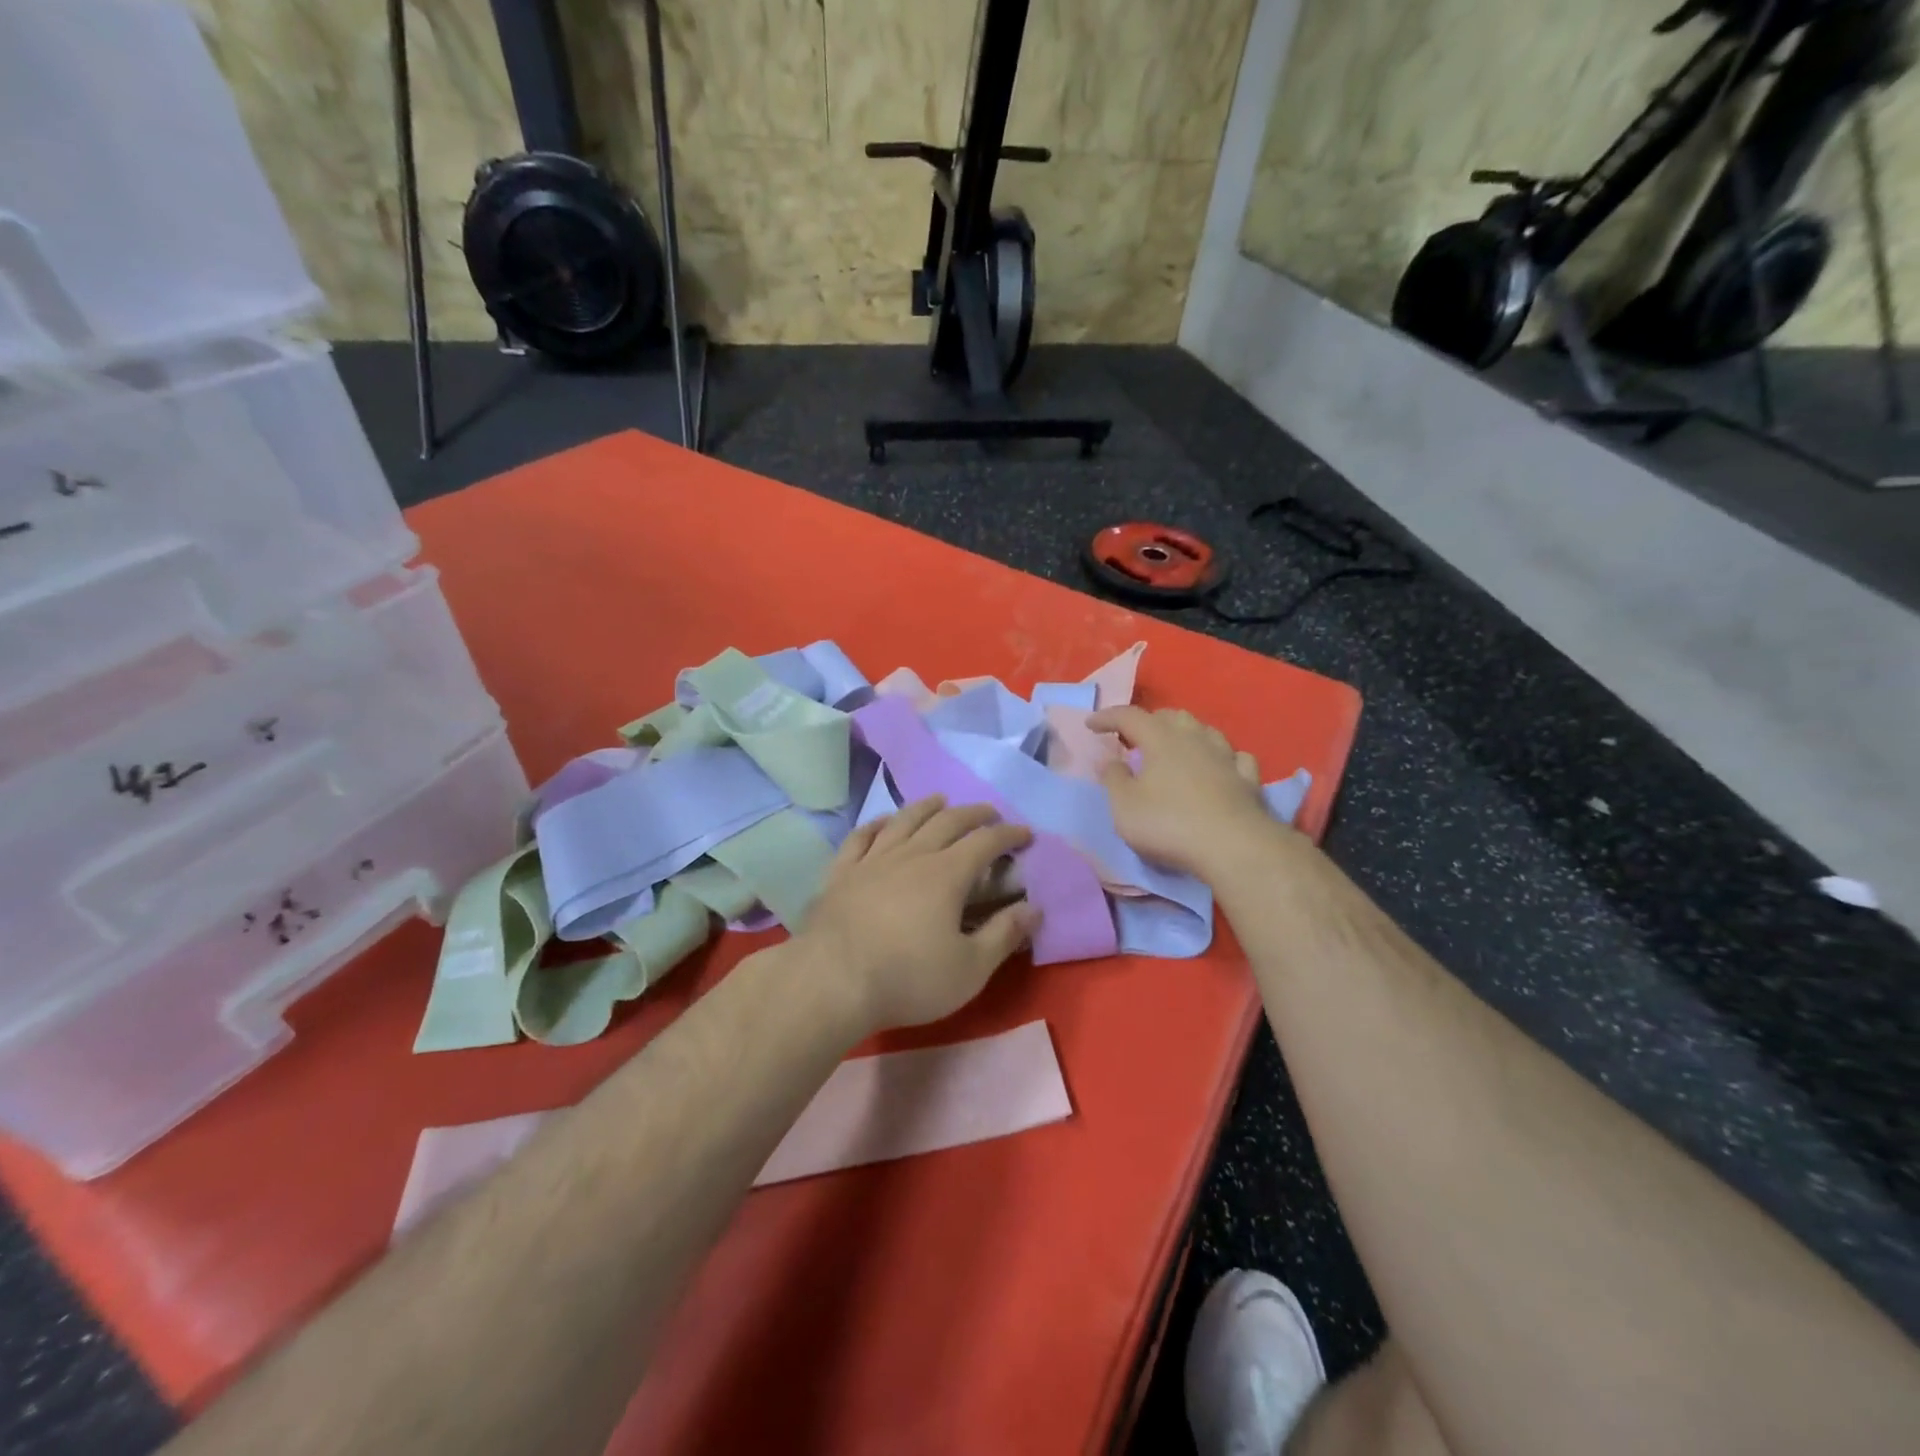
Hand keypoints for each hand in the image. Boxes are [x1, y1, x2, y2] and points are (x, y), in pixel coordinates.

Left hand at [793, 797, 1040, 1035]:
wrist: (831, 981)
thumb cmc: (908, 978)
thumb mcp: (970, 968)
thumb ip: (1004, 935)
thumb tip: (1034, 909)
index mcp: (947, 874)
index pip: (985, 842)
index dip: (1009, 835)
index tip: (1025, 833)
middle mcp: (912, 855)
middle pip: (947, 822)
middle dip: (973, 814)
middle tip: (989, 813)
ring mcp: (872, 860)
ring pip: (904, 821)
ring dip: (926, 807)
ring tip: (940, 801)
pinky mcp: (841, 873)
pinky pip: (861, 837)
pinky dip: (877, 824)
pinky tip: (883, 822)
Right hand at [1087, 706, 1274, 878]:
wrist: (1234, 847)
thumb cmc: (1169, 824)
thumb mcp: (1125, 806)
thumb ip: (1113, 779)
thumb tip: (1110, 761)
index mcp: (1160, 739)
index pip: (1129, 716)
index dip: (1107, 717)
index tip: (1091, 724)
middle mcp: (1195, 738)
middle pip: (1170, 716)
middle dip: (1149, 722)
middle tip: (1133, 738)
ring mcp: (1226, 757)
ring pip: (1205, 731)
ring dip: (1185, 734)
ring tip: (1174, 747)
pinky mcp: (1249, 779)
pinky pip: (1235, 757)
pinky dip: (1221, 757)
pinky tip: (1219, 766)